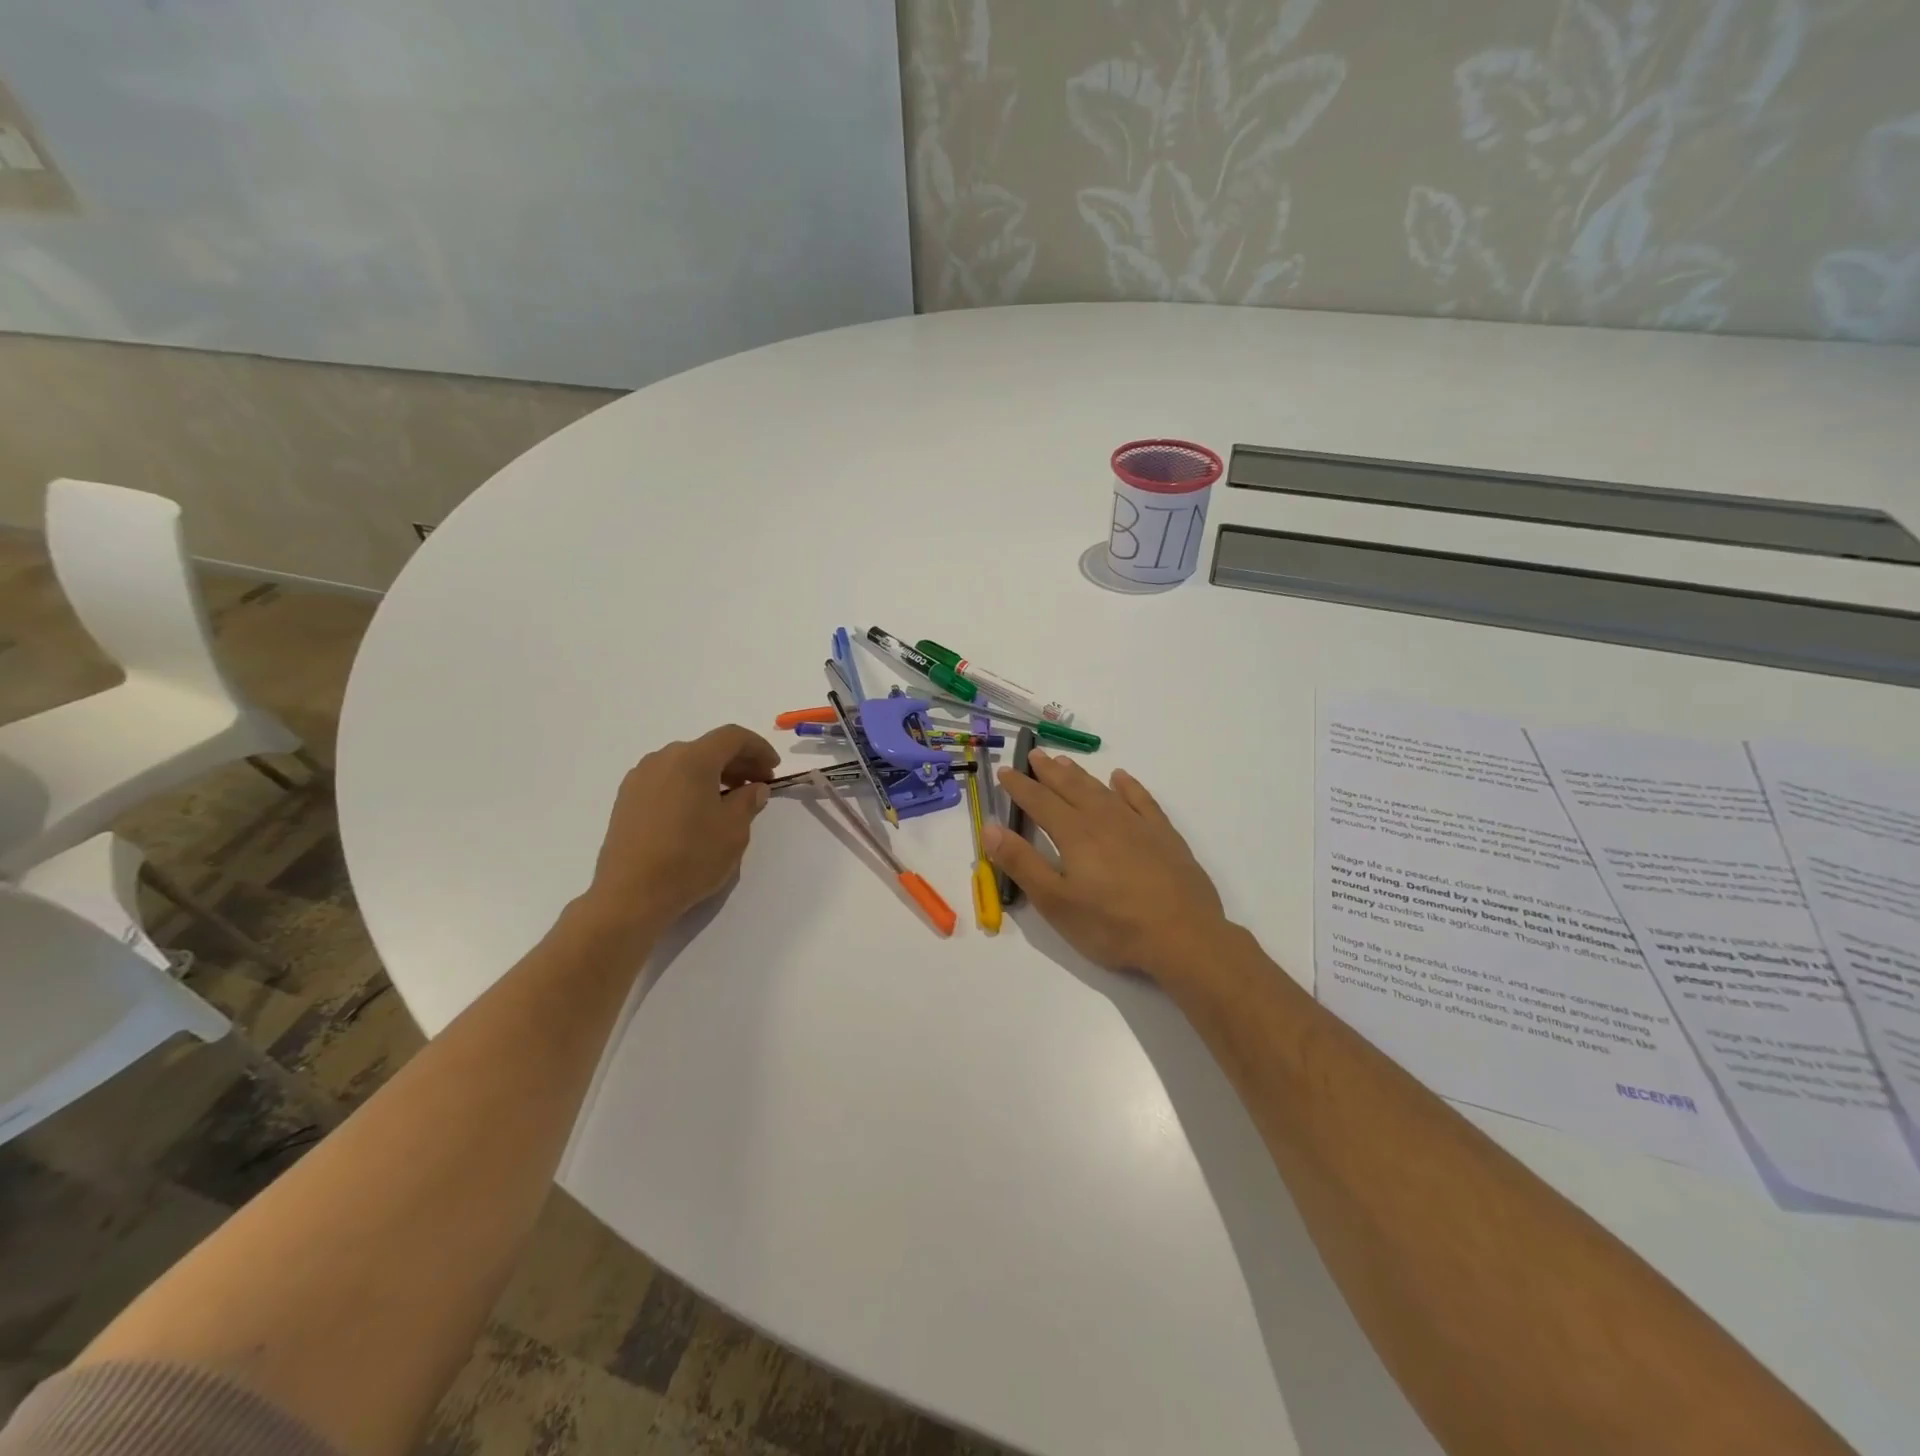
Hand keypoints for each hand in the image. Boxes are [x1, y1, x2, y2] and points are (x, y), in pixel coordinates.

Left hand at [579, 724, 778, 937]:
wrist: (630, 894)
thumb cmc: (690, 857)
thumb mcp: (734, 830)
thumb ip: (748, 801)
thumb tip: (754, 788)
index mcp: (693, 759)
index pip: (732, 737)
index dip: (759, 747)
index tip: (774, 769)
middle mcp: (663, 759)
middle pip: (708, 748)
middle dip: (738, 761)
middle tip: (758, 784)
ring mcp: (640, 778)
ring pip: (686, 763)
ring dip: (713, 773)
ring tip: (730, 799)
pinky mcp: (627, 799)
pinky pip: (667, 779)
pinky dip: (689, 785)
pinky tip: (698, 811)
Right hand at [984, 749, 1228, 979]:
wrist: (1183, 936)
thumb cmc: (1112, 925)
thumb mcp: (1056, 903)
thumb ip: (1022, 863)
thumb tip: (990, 828)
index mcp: (1074, 834)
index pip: (1039, 802)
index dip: (1020, 786)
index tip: (1005, 772)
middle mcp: (1103, 819)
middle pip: (1070, 787)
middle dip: (1048, 771)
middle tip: (1034, 755)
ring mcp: (1137, 824)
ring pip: (1102, 790)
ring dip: (1080, 774)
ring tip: (1065, 762)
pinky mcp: (1164, 835)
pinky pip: (1142, 800)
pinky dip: (1129, 786)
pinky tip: (1121, 778)